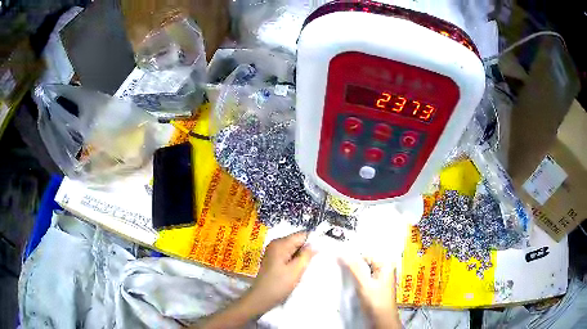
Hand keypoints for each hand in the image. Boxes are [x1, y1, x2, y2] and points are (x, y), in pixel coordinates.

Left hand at [197, 232, 314, 328]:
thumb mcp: (296, 270)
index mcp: (280, 244)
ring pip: (294, 248)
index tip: (321, 251)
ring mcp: (273, 251)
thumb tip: (315, 244)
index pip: (302, 235)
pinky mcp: (273, 259)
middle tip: (315, 261)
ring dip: (302, 255)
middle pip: (297, 240)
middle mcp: (276, 244)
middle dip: (307, 249)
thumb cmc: (279, 284)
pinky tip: (299, 269)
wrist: (261, 298)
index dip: (313, 241)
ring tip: (308, 266)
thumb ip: (307, 255)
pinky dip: (295, 260)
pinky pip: (288, 254)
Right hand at [341, 256, 400, 328]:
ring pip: (361, 270)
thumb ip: (354, 268)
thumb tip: (342, 253)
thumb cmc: (376, 302)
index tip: (337, 259)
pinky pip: (361, 278)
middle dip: (351, 264)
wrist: (381, 320)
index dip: (352, 256)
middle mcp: (383, 269)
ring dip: (351, 272)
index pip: (365, 254)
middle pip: (364, 261)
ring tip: (340, 274)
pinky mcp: (373, 287)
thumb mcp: (364, 283)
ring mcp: (378, 278)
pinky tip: (347, 282)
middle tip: (337, 266)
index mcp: (385, 265)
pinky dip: (354, 279)